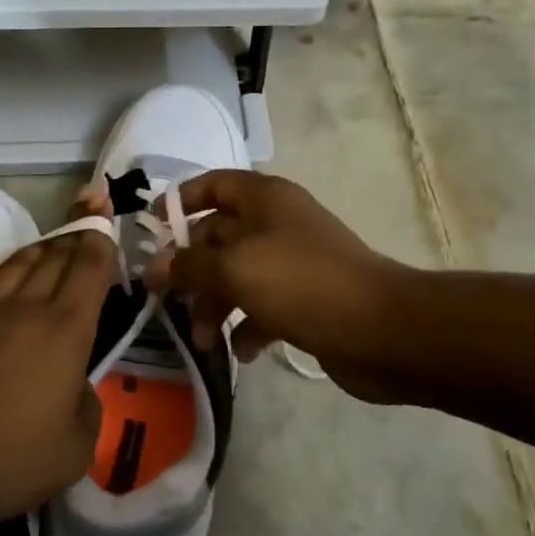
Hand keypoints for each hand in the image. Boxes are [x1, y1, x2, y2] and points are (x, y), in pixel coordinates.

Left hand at [0, 224, 116, 524]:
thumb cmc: (14, 452)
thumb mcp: (77, 446)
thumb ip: (88, 405)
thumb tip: (76, 386)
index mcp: (69, 328)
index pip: (90, 266)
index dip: (101, 239)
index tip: (107, 220)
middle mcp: (32, 304)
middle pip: (58, 253)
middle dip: (78, 230)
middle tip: (91, 210)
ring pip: (24, 258)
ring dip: (46, 245)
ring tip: (58, 240)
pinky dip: (14, 264)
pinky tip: (15, 271)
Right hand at [148, 170, 409, 403]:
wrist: (382, 330)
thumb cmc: (302, 284)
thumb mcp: (235, 269)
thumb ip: (189, 267)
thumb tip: (154, 268)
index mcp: (264, 199)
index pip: (214, 184)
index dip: (182, 200)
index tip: (153, 228)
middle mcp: (277, 224)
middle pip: (219, 236)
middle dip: (192, 269)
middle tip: (166, 300)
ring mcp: (293, 263)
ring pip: (237, 276)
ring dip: (215, 306)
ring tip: (205, 340)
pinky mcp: (305, 300)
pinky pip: (262, 307)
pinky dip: (247, 327)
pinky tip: (244, 351)